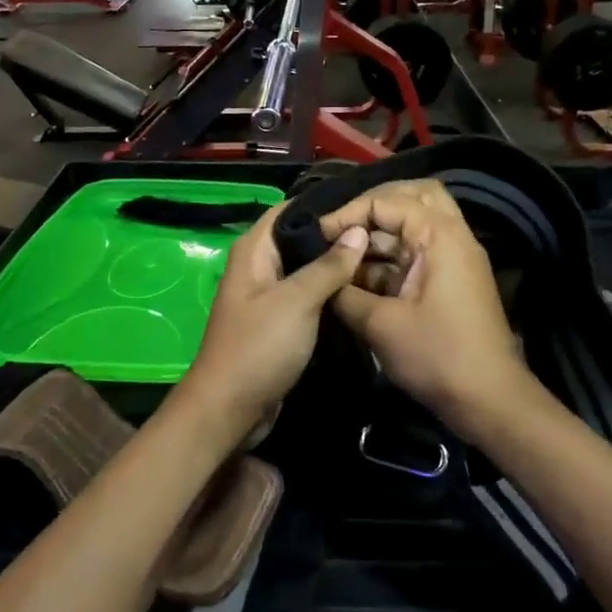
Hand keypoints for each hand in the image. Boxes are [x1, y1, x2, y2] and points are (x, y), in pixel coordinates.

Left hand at [181, 206, 368, 435]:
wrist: (230, 408)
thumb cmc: (259, 346)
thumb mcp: (297, 301)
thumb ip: (328, 265)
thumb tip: (358, 231)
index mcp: (254, 250)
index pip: (290, 209)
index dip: (324, 203)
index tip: (364, 203)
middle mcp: (259, 266)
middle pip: (300, 238)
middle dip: (336, 235)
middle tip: (381, 233)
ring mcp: (268, 295)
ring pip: (306, 269)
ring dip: (336, 266)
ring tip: (380, 257)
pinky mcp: (279, 321)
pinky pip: (307, 296)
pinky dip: (329, 292)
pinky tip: (360, 290)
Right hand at [318, 181, 533, 430]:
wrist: (488, 400)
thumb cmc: (436, 356)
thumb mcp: (380, 325)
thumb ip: (344, 292)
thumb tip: (320, 278)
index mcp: (440, 235)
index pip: (388, 200)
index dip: (348, 213)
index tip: (318, 234)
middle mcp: (452, 237)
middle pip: (412, 197)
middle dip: (373, 207)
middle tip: (341, 228)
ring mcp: (454, 259)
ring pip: (415, 225)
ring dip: (380, 235)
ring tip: (343, 256)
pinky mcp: (450, 282)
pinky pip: (416, 254)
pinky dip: (389, 259)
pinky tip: (358, 279)